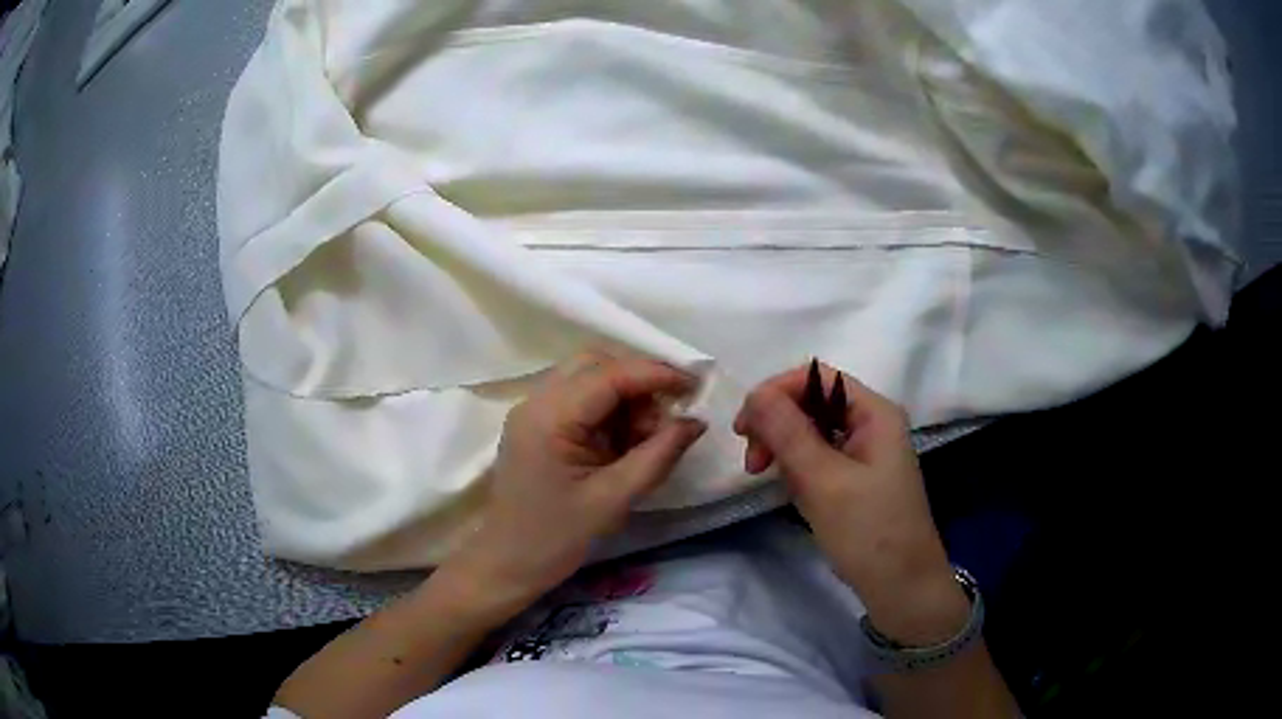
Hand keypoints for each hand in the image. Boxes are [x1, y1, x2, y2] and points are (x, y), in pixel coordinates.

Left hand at [441, 351, 705, 619]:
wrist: (506, 564)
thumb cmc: (555, 538)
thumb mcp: (613, 499)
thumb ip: (658, 455)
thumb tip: (696, 421)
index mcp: (548, 417)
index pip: (609, 374)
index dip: (656, 374)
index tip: (696, 386)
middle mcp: (536, 401)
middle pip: (596, 364)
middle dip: (640, 382)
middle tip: (670, 415)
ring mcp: (533, 411)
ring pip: (589, 378)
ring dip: (626, 397)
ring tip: (648, 437)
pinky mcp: (538, 425)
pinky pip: (581, 399)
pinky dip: (610, 411)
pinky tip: (626, 442)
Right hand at [733, 362, 968, 644]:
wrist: (900, 588)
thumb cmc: (868, 532)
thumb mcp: (823, 481)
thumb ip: (788, 433)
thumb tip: (755, 393)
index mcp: (875, 413)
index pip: (818, 378)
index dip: (777, 392)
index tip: (744, 427)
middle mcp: (871, 424)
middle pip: (812, 403)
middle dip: (777, 424)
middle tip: (752, 462)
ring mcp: (864, 453)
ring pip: (811, 432)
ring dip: (783, 449)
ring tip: (768, 479)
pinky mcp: (855, 478)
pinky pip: (818, 458)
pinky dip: (797, 469)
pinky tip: (791, 491)